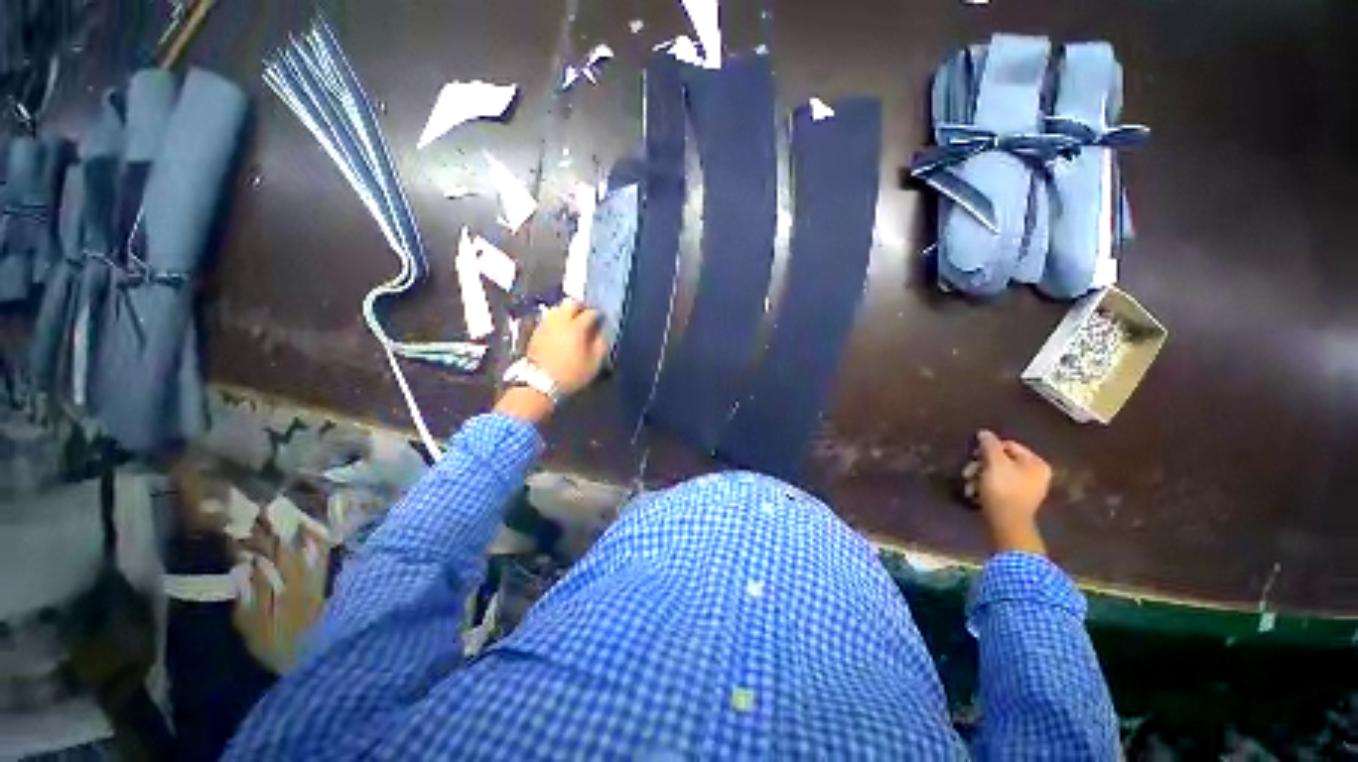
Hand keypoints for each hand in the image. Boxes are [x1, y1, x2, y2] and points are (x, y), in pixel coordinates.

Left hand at [495, 299, 605, 424]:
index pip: (591, 313)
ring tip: (574, 322)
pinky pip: (550, 318)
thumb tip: (601, 332)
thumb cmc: (571, 374)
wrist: (539, 383)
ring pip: (558, 308)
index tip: (603, 320)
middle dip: (581, 307)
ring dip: (568, 312)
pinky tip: (562, 330)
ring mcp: (546, 324)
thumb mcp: (594, 363)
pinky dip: (558, 319)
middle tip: (587, 315)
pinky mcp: (536, 330)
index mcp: (576, 327)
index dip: (599, 315)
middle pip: (571, 303)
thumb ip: (601, 344)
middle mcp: (560, 320)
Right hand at [964, 430, 1051, 554]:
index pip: (1008, 445)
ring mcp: (1028, 488)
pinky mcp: (1017, 500)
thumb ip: (989, 445)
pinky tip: (974, 493)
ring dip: (979, 477)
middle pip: (1001, 460)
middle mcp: (1036, 474)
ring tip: (969, 486)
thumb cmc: (1003, 489)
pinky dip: (985, 487)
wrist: (1007, 524)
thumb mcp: (994, 463)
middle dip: (980, 465)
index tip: (973, 456)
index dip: (988, 449)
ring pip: (997, 474)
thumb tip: (984, 433)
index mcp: (1036, 463)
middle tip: (967, 473)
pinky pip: (999, 486)